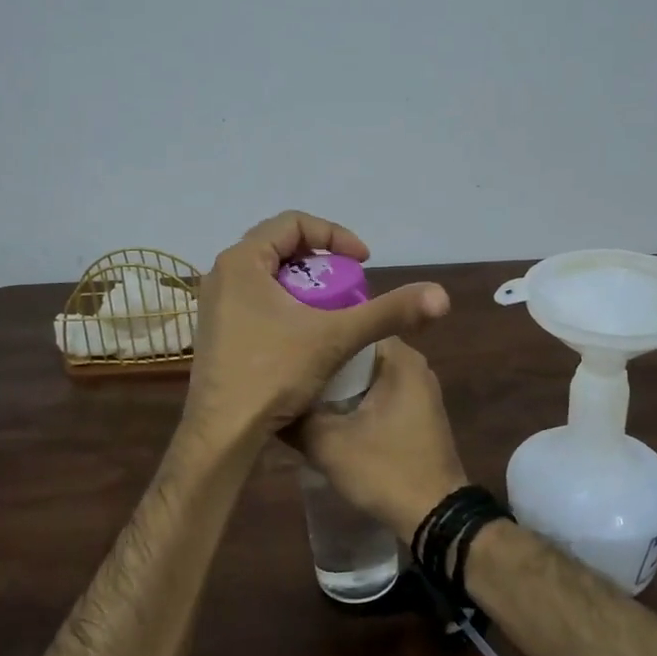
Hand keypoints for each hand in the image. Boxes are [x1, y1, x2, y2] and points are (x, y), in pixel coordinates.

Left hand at [183, 211, 448, 446]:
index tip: (363, 263)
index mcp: (242, 261)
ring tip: (333, 308)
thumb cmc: (273, 374)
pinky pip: (256, 299)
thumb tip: (441, 296)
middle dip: (322, 261)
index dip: (335, 236)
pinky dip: (286, 303)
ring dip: (305, 284)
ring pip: (268, 276)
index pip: (293, 222)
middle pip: (279, 246)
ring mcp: (214, 303)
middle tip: (350, 284)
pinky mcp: (216, 329)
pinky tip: (307, 332)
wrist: (223, 433)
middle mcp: (221, 274)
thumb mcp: (336, 337)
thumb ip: (387, 312)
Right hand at [294, 338, 468, 541]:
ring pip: (364, 376)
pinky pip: (376, 394)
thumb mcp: (328, 445)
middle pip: (356, 352)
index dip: (317, 333)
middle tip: (284, 369)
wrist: (435, 517)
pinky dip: (351, 400)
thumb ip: (296, 417)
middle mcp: (413, 366)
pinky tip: (322, 414)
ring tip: (295, 389)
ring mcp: (417, 391)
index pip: (351, 324)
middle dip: (322, 362)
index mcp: (399, 358)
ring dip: (335, 385)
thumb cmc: (385, 470)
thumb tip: (269, 400)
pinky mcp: (416, 414)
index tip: (287, 345)